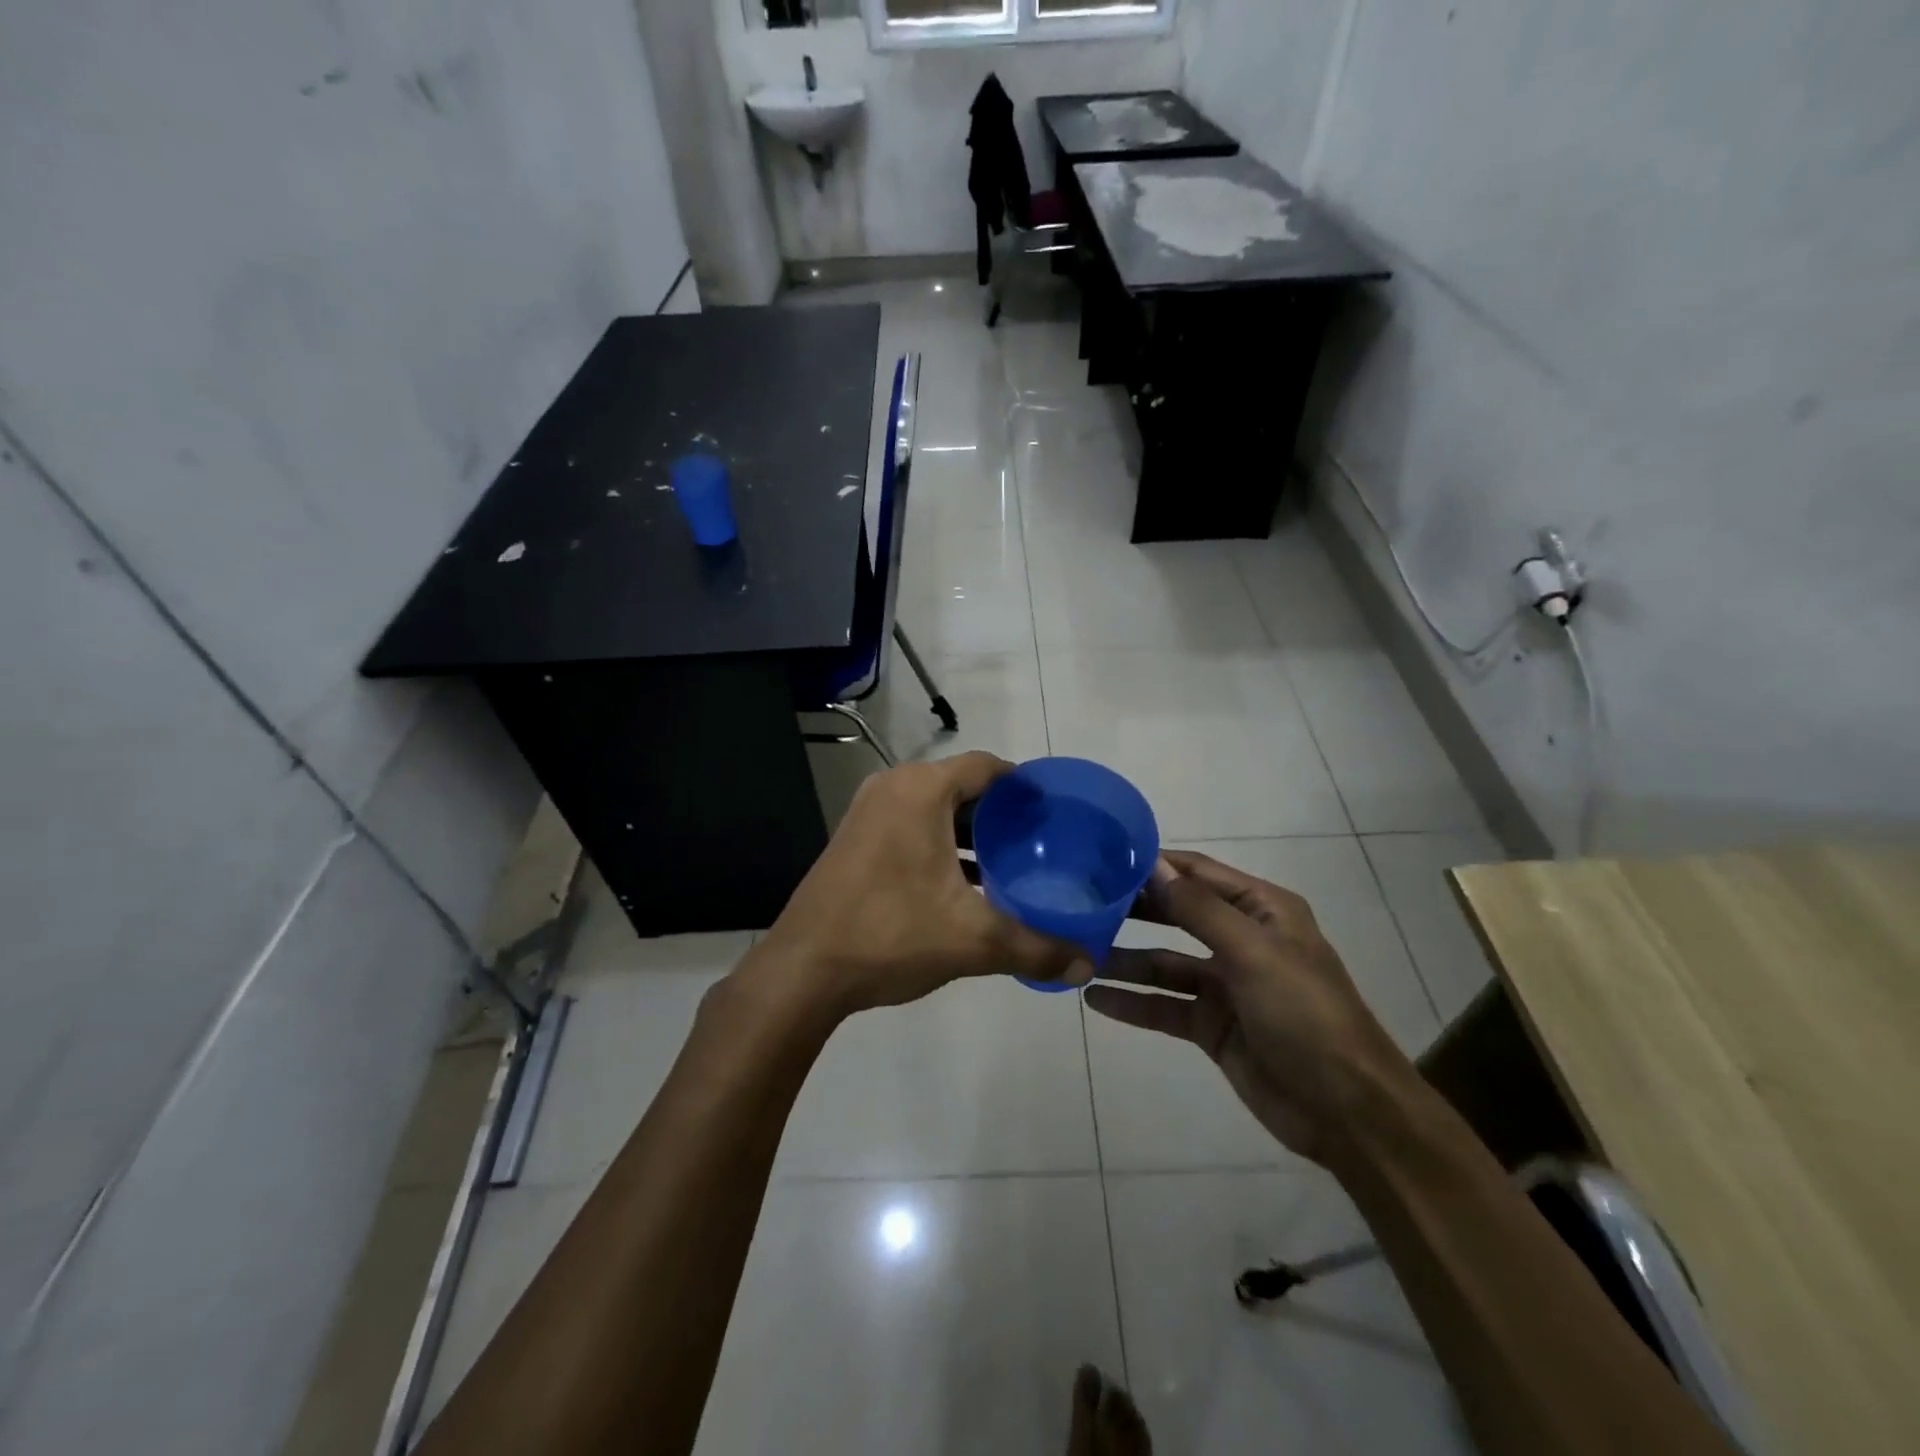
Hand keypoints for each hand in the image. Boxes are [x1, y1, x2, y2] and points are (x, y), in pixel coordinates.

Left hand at [748, 753, 1088, 1017]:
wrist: (803, 970)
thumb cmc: (891, 935)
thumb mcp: (972, 941)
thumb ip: (1035, 948)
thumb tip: (1088, 964)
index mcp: (921, 790)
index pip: (987, 766)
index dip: (1024, 785)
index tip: (1055, 810)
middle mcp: (892, 787)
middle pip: (961, 785)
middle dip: (1001, 812)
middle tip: (1039, 840)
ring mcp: (867, 812)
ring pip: (934, 808)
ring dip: (970, 830)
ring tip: (1010, 861)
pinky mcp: (854, 838)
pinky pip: (910, 825)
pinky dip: (941, 842)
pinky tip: (964, 881)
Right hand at [1084, 850, 1415, 1164]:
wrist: (1347, 1111)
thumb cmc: (1305, 1014)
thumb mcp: (1253, 953)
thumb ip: (1199, 909)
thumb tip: (1152, 865)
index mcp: (1261, 911)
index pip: (1198, 872)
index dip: (1154, 865)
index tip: (1103, 859)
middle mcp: (1241, 940)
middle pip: (1177, 914)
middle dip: (1134, 910)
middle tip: (1080, 902)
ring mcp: (1225, 985)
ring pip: (1164, 963)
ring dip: (1126, 959)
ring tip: (1078, 953)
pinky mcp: (1212, 1026)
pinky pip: (1165, 1006)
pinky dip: (1133, 1002)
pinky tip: (1095, 998)